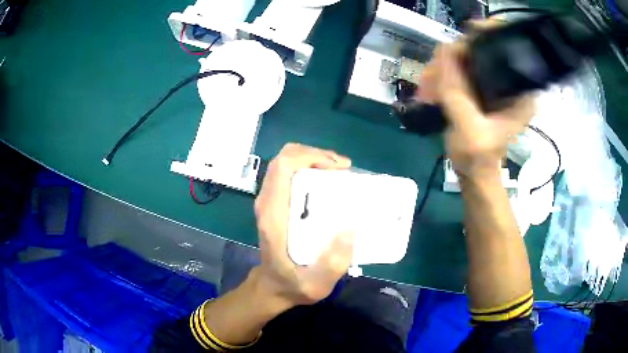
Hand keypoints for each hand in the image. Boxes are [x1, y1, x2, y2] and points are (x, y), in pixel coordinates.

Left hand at [254, 143, 353, 305]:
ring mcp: (269, 201)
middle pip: (284, 158)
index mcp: (273, 215)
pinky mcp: (275, 203)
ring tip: (340, 173)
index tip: (339, 169)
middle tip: (343, 169)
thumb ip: (333, 264)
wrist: (272, 287)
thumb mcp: (316, 285)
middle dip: (316, 155)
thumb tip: (350, 228)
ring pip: (286, 163)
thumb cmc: (292, 284)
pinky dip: (309, 168)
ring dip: (313, 159)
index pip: (283, 167)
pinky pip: (289, 174)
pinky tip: (328, 182)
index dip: (311, 157)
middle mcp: (267, 202)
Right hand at [417, 33, 534, 178]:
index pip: (509, 47)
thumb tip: (442, 50)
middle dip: (455, 57)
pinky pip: (460, 68)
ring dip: (444, 68)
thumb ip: (457, 91)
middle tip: (434, 73)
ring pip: (467, 58)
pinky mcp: (481, 86)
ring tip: (427, 87)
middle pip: (483, 49)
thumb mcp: (469, 128)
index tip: (464, 39)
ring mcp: (495, 82)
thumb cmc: (478, 158)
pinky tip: (431, 88)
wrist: (474, 172)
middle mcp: (511, 81)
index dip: (487, 34)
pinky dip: (444, 75)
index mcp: (521, 91)